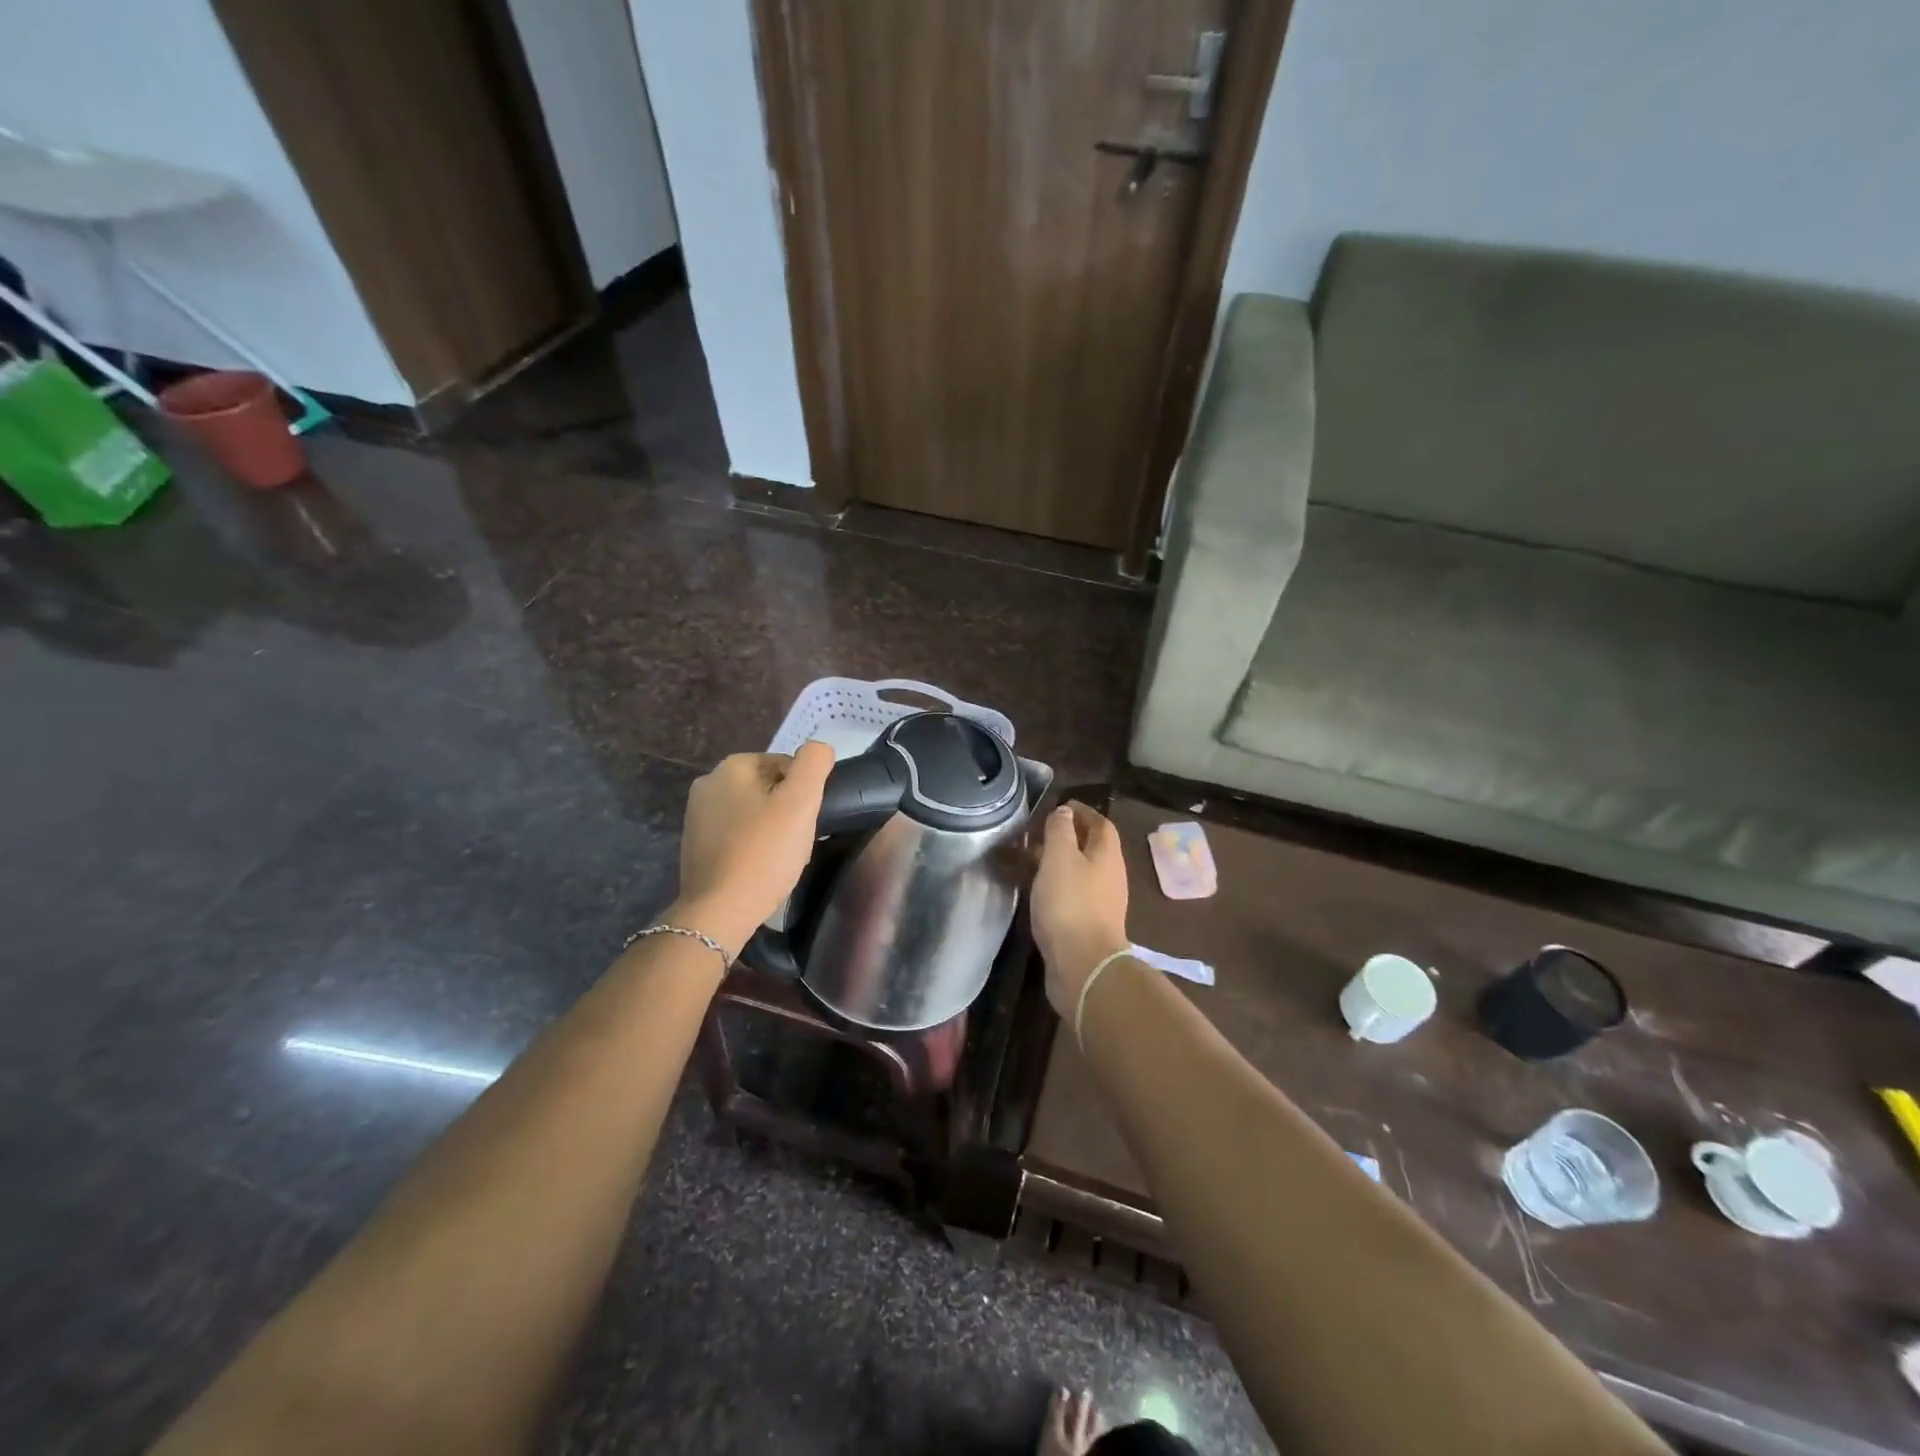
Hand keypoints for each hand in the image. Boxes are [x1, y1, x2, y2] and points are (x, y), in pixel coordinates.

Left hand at [673, 742, 833, 952]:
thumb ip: (814, 763)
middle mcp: (708, 784)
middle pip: (767, 787)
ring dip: (771, 828)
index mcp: (731, 767)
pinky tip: (760, 867)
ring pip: (752, 811)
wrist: (720, 911)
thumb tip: (817, 749)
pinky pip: (736, 834)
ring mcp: (697, 816)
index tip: (806, 820)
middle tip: (797, 839)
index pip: (785, 765)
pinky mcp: (695, 845)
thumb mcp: (801, 802)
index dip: (804, 791)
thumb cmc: (764, 852)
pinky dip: (751, 845)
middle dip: (786, 809)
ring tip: (781, 856)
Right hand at [1031, 802, 1130, 1017]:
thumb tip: (1065, 812)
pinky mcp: (1089, 925)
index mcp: (1107, 855)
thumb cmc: (1071, 903)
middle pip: (1092, 848)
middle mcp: (1110, 876)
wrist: (1083, 965)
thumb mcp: (1060, 858)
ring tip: (1032, 861)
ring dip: (1061, 863)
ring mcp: (1102, 903)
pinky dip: (1058, 886)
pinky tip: (1039, 892)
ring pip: (1082, 872)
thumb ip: (1060, 831)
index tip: (1060, 806)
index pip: (1100, 823)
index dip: (1083, 812)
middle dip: (1069, 837)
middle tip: (1039, 834)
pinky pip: (1074, 895)